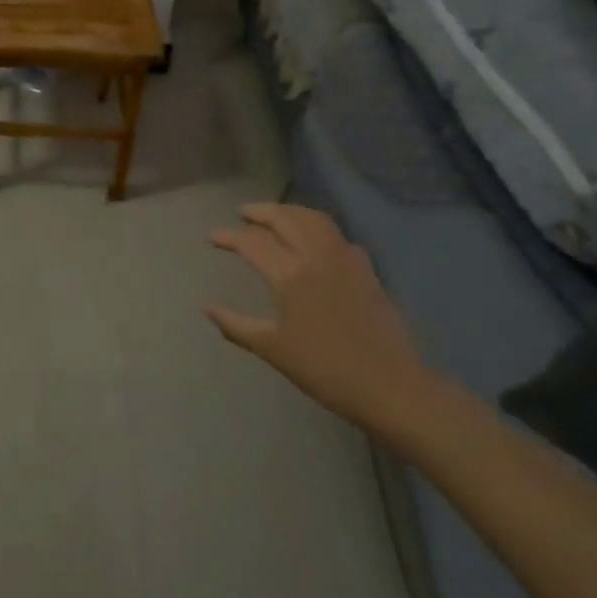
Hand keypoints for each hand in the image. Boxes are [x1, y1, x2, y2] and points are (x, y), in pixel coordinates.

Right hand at [206, 202, 435, 426]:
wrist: (389, 386)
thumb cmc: (324, 370)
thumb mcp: (273, 350)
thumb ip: (236, 325)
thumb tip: (206, 307)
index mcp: (289, 274)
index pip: (251, 242)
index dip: (228, 236)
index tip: (212, 237)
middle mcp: (316, 256)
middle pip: (285, 218)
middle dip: (260, 211)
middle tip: (243, 213)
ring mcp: (345, 259)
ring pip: (315, 220)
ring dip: (291, 212)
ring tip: (277, 216)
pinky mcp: (366, 270)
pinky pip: (339, 237)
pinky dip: (320, 230)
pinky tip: (317, 242)